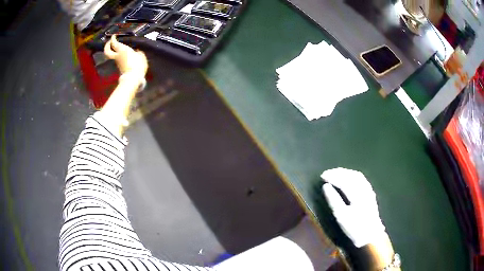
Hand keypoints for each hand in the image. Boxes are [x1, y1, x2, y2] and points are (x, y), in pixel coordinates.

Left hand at [104, 35, 147, 78]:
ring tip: (115, 48)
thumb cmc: (137, 64)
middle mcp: (117, 55)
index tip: (114, 36)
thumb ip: (137, 52)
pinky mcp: (119, 67)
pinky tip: (122, 54)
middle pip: (107, 51)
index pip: (114, 43)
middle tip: (109, 42)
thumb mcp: (141, 55)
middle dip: (107, 46)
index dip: (113, 38)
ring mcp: (117, 62)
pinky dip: (117, 56)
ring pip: (111, 55)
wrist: (133, 78)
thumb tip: (136, 51)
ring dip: (112, 51)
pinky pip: (116, 59)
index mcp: (122, 50)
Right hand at [321, 168, 385, 247]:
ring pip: (357, 175)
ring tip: (335, 173)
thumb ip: (333, 200)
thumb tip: (325, 186)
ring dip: (345, 172)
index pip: (343, 180)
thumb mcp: (341, 216)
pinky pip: (361, 179)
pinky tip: (348, 177)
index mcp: (357, 195)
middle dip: (338, 172)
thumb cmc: (354, 227)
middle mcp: (364, 189)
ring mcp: (369, 190)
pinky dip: (352, 175)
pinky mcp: (370, 193)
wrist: (370, 235)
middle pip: (351, 175)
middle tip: (327, 173)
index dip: (332, 176)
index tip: (322, 175)